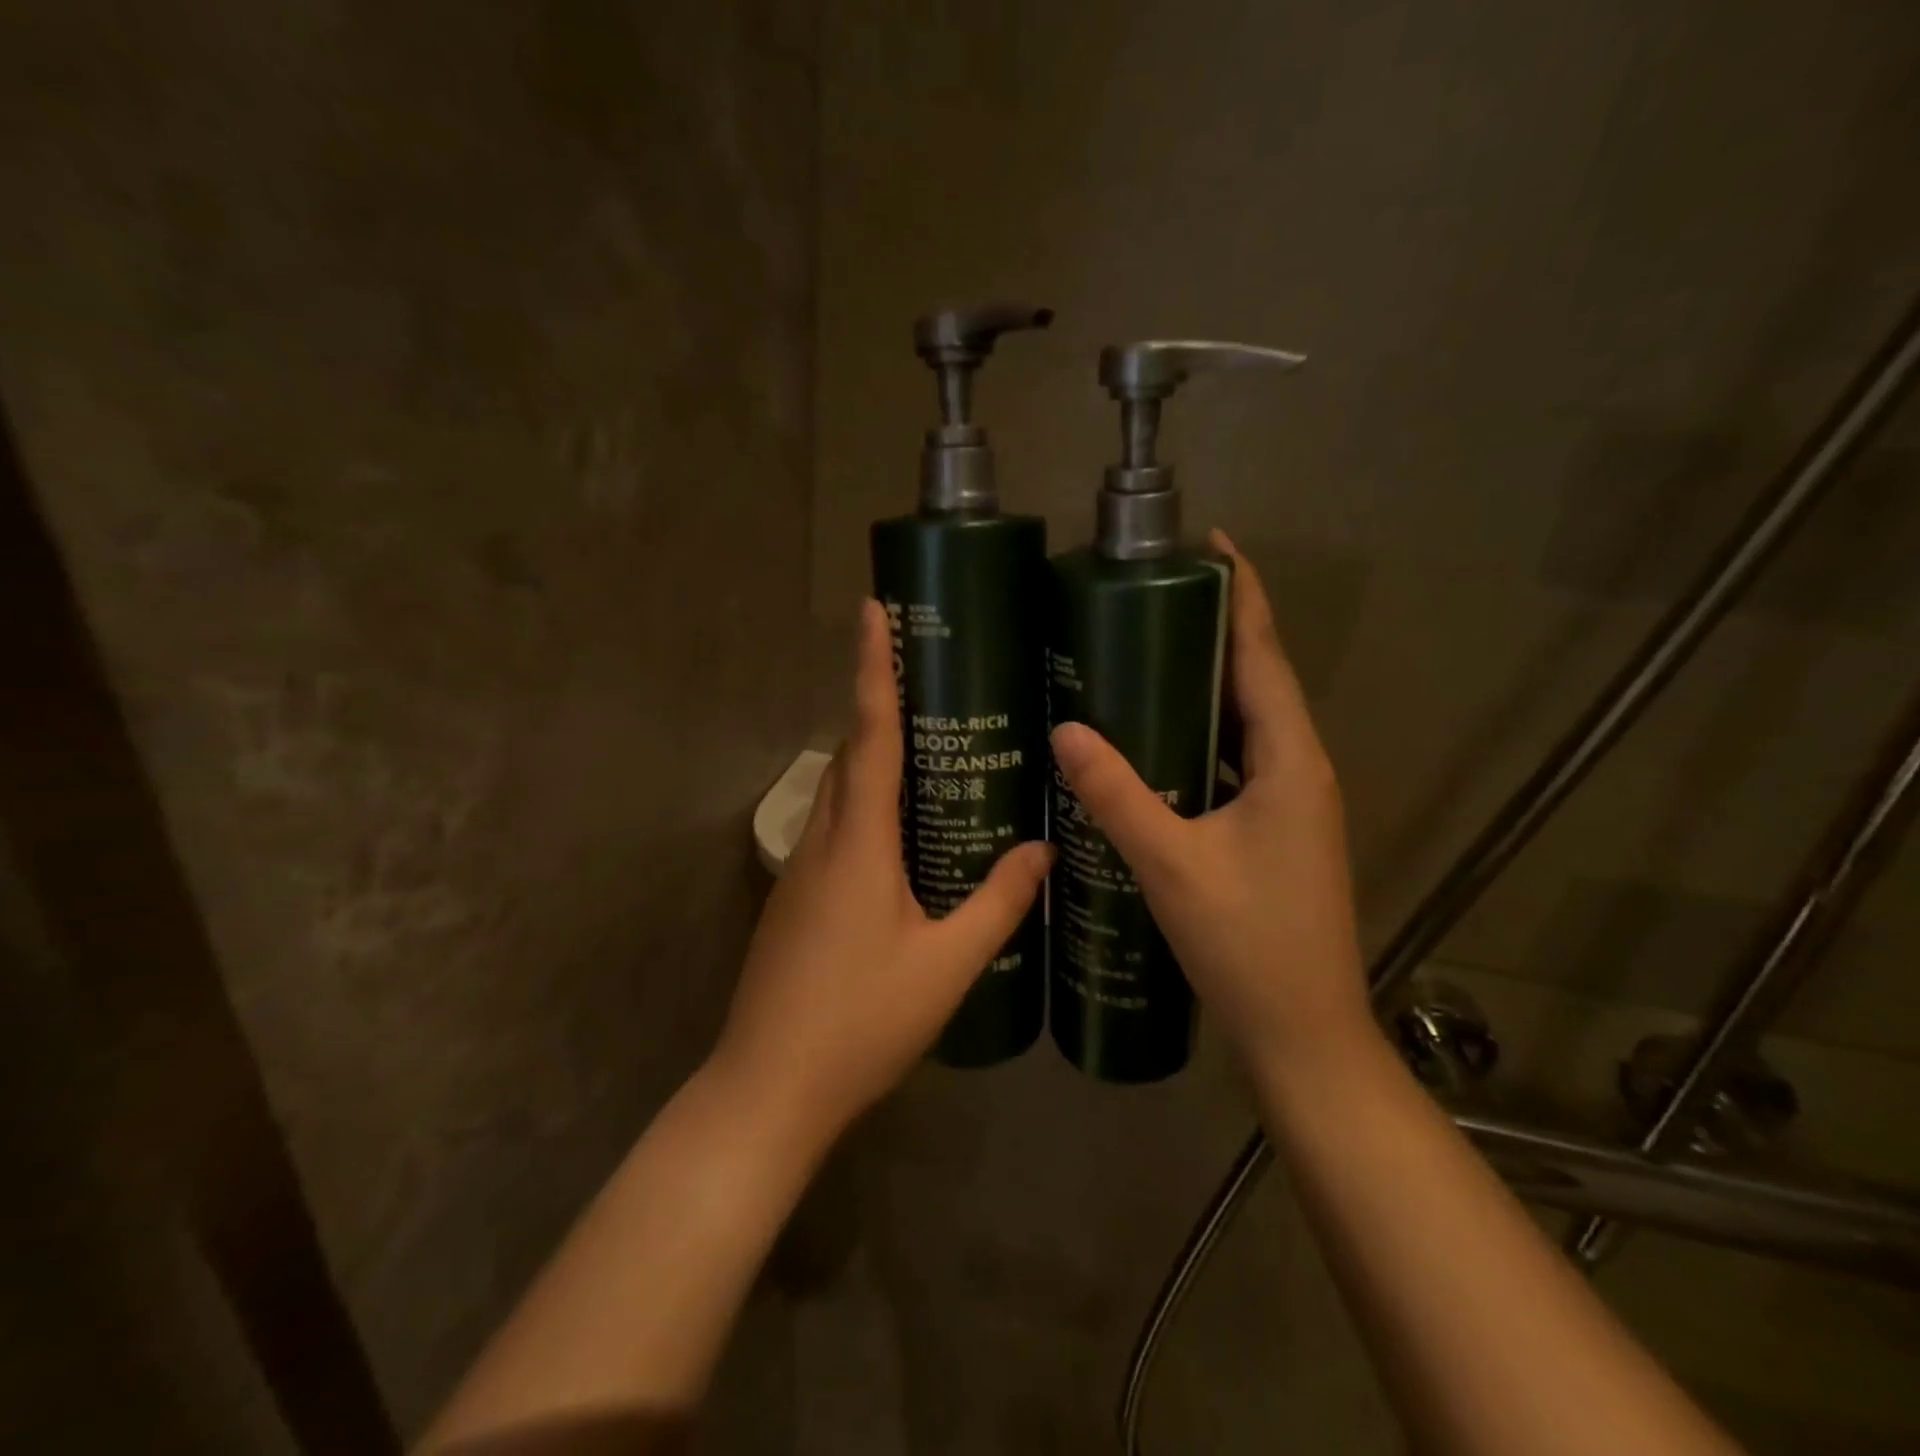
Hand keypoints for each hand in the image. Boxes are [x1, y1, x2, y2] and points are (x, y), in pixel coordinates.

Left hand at [711, 599, 1051, 1146]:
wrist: (769, 1088)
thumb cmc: (861, 1021)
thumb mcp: (946, 964)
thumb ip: (998, 902)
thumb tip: (1043, 850)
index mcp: (858, 842)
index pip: (870, 733)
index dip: (873, 668)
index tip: (872, 610)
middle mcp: (822, 841)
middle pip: (850, 754)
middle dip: (880, 708)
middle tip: (932, 684)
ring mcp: (800, 871)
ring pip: (838, 793)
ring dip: (872, 759)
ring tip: (928, 752)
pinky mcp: (794, 900)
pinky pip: (833, 829)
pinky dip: (864, 807)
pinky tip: (900, 836)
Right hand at [1049, 531, 1369, 1071]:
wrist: (1303, 1035)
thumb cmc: (1247, 945)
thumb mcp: (1171, 865)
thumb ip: (1117, 795)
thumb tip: (1065, 729)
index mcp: (1289, 761)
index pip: (1263, 655)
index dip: (1241, 594)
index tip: (1209, 544)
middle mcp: (1299, 770)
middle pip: (1257, 681)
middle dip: (1213, 631)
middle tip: (1148, 598)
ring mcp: (1291, 804)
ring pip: (1245, 724)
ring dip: (1206, 685)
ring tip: (1143, 654)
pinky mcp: (1275, 832)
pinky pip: (1236, 762)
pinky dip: (1201, 737)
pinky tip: (1156, 742)